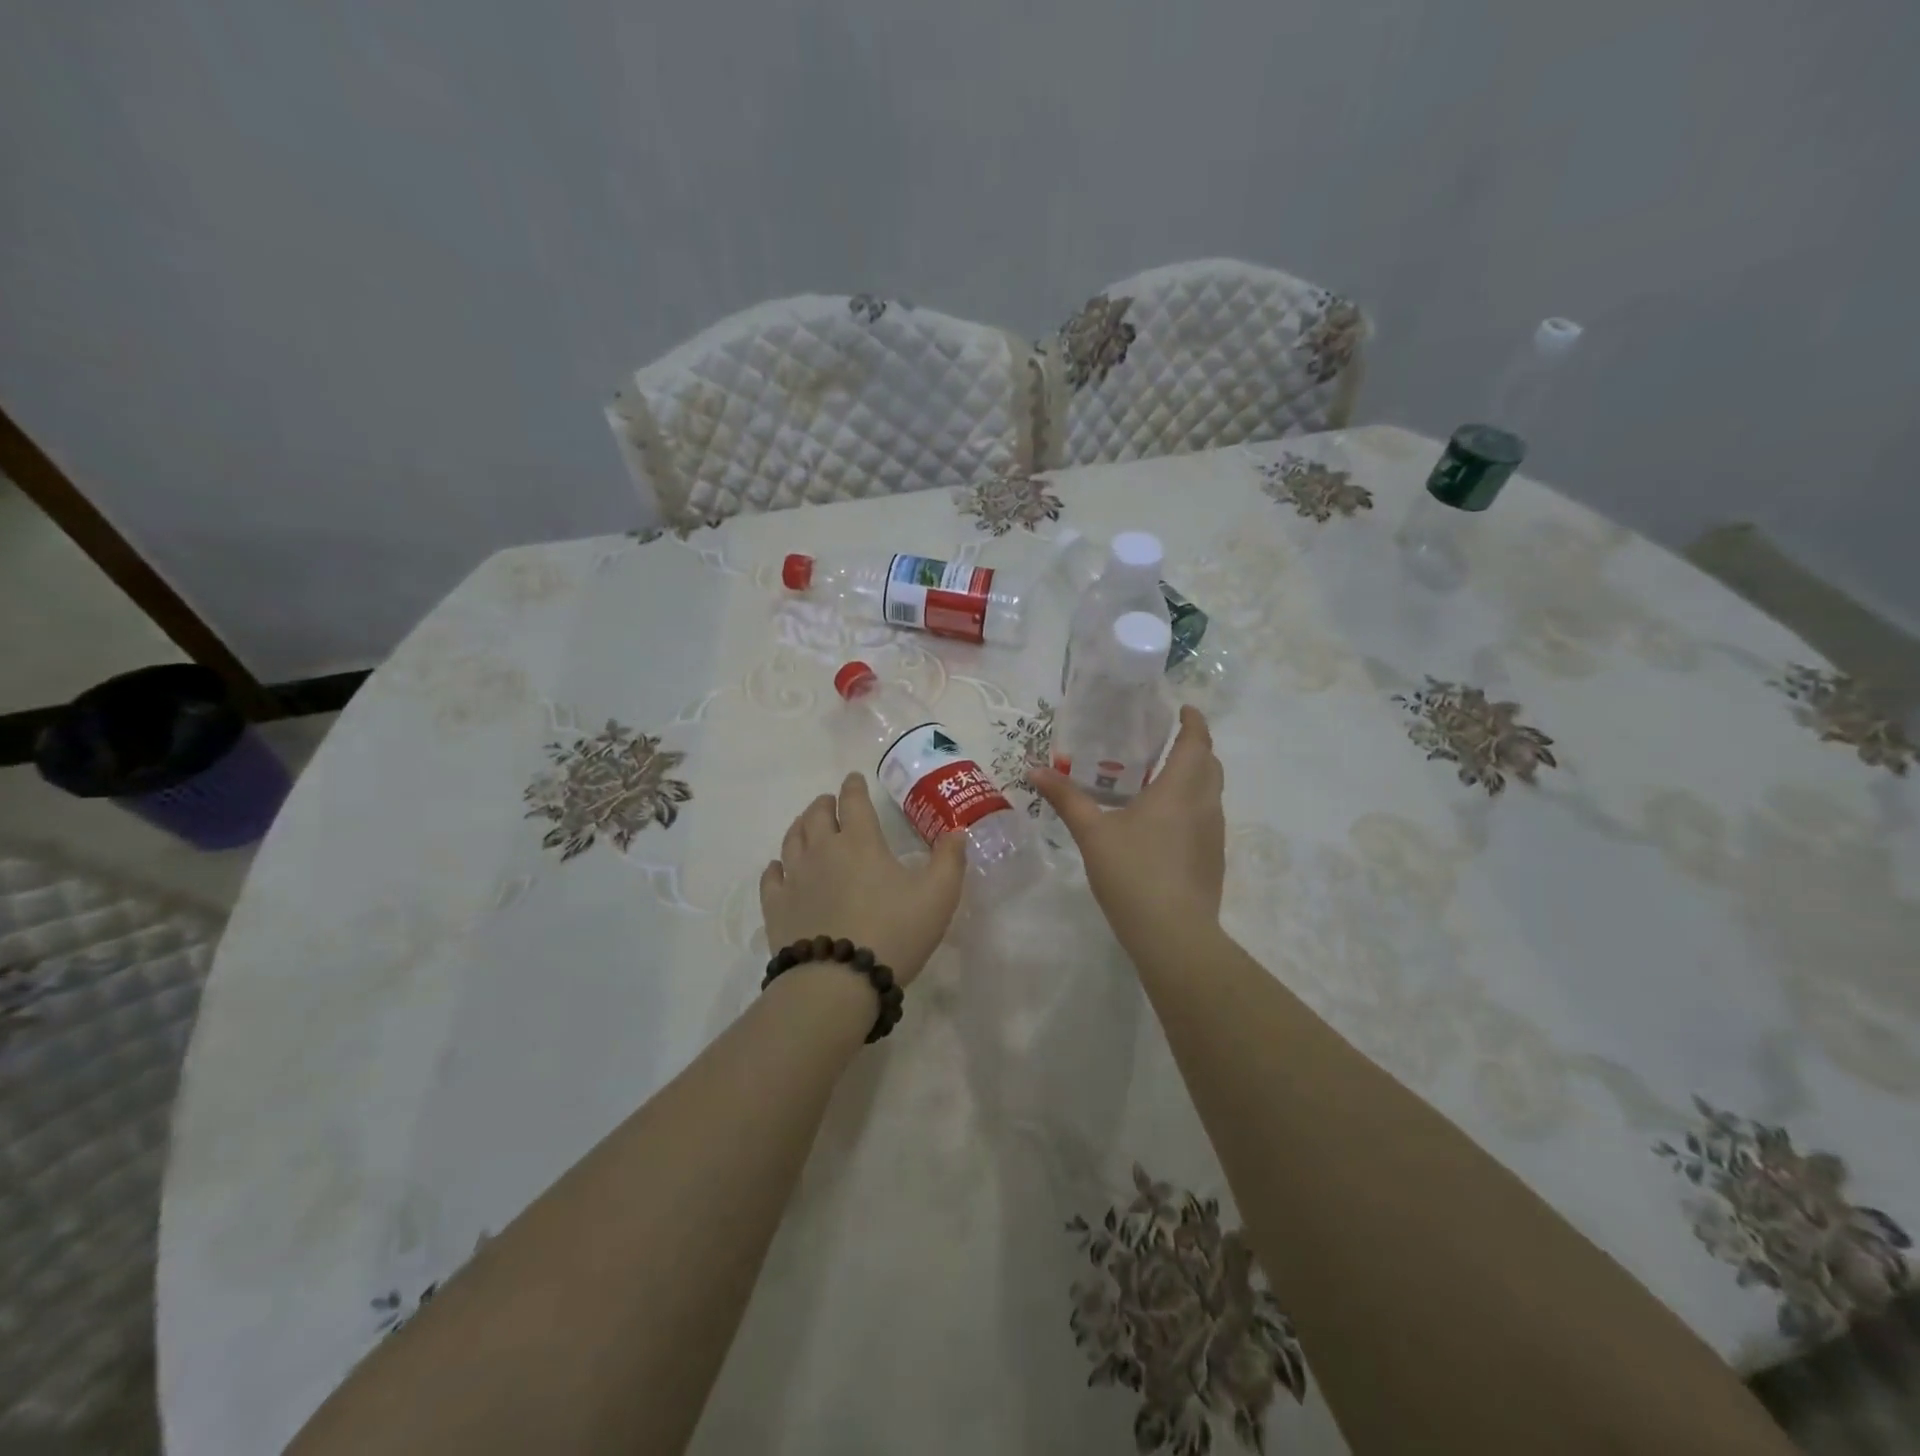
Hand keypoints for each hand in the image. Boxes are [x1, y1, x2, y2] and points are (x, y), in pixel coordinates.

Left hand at [761, 773, 967, 986]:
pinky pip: (772, 877)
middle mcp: (823, 850)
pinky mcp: (776, 907)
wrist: (838, 981)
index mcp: (860, 841)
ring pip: (792, 840)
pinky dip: (777, 866)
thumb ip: (950, 860)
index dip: (853, 786)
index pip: (853, 801)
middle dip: (824, 803)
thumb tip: (957, 831)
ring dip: (801, 826)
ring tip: (806, 824)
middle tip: (830, 802)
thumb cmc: (894, 932)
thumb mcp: (938, 896)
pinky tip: (780, 868)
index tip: (853, 779)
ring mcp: (795, 878)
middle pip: (816, 815)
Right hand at [1031, 706, 1225, 941]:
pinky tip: (1165, 824)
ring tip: (1162, 779)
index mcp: (1180, 789)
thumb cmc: (1132, 873)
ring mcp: (1214, 833)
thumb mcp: (1092, 833)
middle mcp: (1204, 804)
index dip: (1194, 722)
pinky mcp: (1213, 858)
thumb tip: (1034, 769)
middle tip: (1165, 742)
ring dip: (1195, 777)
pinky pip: (1208, 817)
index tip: (1183, 709)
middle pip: (1209, 764)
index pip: (1197, 742)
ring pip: (1211, 792)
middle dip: (1195, 747)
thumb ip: (1066, 798)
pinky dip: (1193, 805)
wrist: (1173, 933)